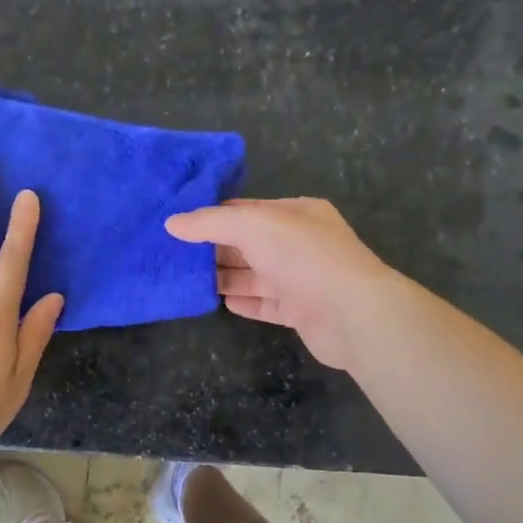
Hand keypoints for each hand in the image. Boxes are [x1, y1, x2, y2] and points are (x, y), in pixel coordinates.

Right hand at [165, 197, 395, 369]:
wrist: (351, 313)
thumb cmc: (303, 256)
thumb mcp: (252, 225)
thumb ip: (210, 222)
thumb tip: (171, 223)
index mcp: (296, 213)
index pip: (247, 209)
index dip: (214, 216)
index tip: (180, 225)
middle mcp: (301, 243)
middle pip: (249, 244)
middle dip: (216, 249)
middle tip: (177, 256)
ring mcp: (303, 279)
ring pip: (256, 275)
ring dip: (226, 277)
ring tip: (190, 281)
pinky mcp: (301, 311)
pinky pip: (266, 304)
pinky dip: (245, 302)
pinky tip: (222, 302)